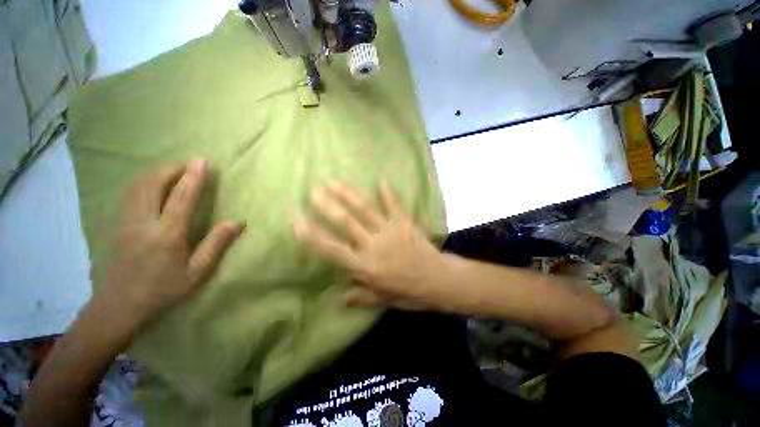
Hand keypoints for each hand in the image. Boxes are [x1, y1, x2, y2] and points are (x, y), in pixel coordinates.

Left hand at [93, 159, 242, 325]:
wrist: (117, 307)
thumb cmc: (162, 291)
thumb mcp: (196, 273)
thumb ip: (216, 244)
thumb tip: (236, 222)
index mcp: (166, 235)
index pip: (182, 198)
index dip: (194, 177)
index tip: (202, 161)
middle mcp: (142, 222)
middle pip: (152, 184)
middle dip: (171, 169)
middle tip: (187, 164)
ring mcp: (124, 222)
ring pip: (136, 186)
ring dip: (155, 173)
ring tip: (172, 170)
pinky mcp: (114, 225)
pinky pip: (128, 195)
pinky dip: (141, 183)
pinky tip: (150, 185)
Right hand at [294, 182, 441, 309]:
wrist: (436, 280)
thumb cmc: (408, 292)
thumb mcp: (381, 299)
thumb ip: (360, 296)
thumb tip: (341, 296)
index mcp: (364, 266)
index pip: (332, 249)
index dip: (313, 236)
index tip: (297, 222)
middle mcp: (372, 245)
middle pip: (346, 223)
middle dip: (328, 206)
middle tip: (313, 191)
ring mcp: (388, 231)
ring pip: (364, 210)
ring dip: (348, 195)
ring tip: (334, 182)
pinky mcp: (403, 223)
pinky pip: (394, 205)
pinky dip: (388, 192)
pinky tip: (382, 179)